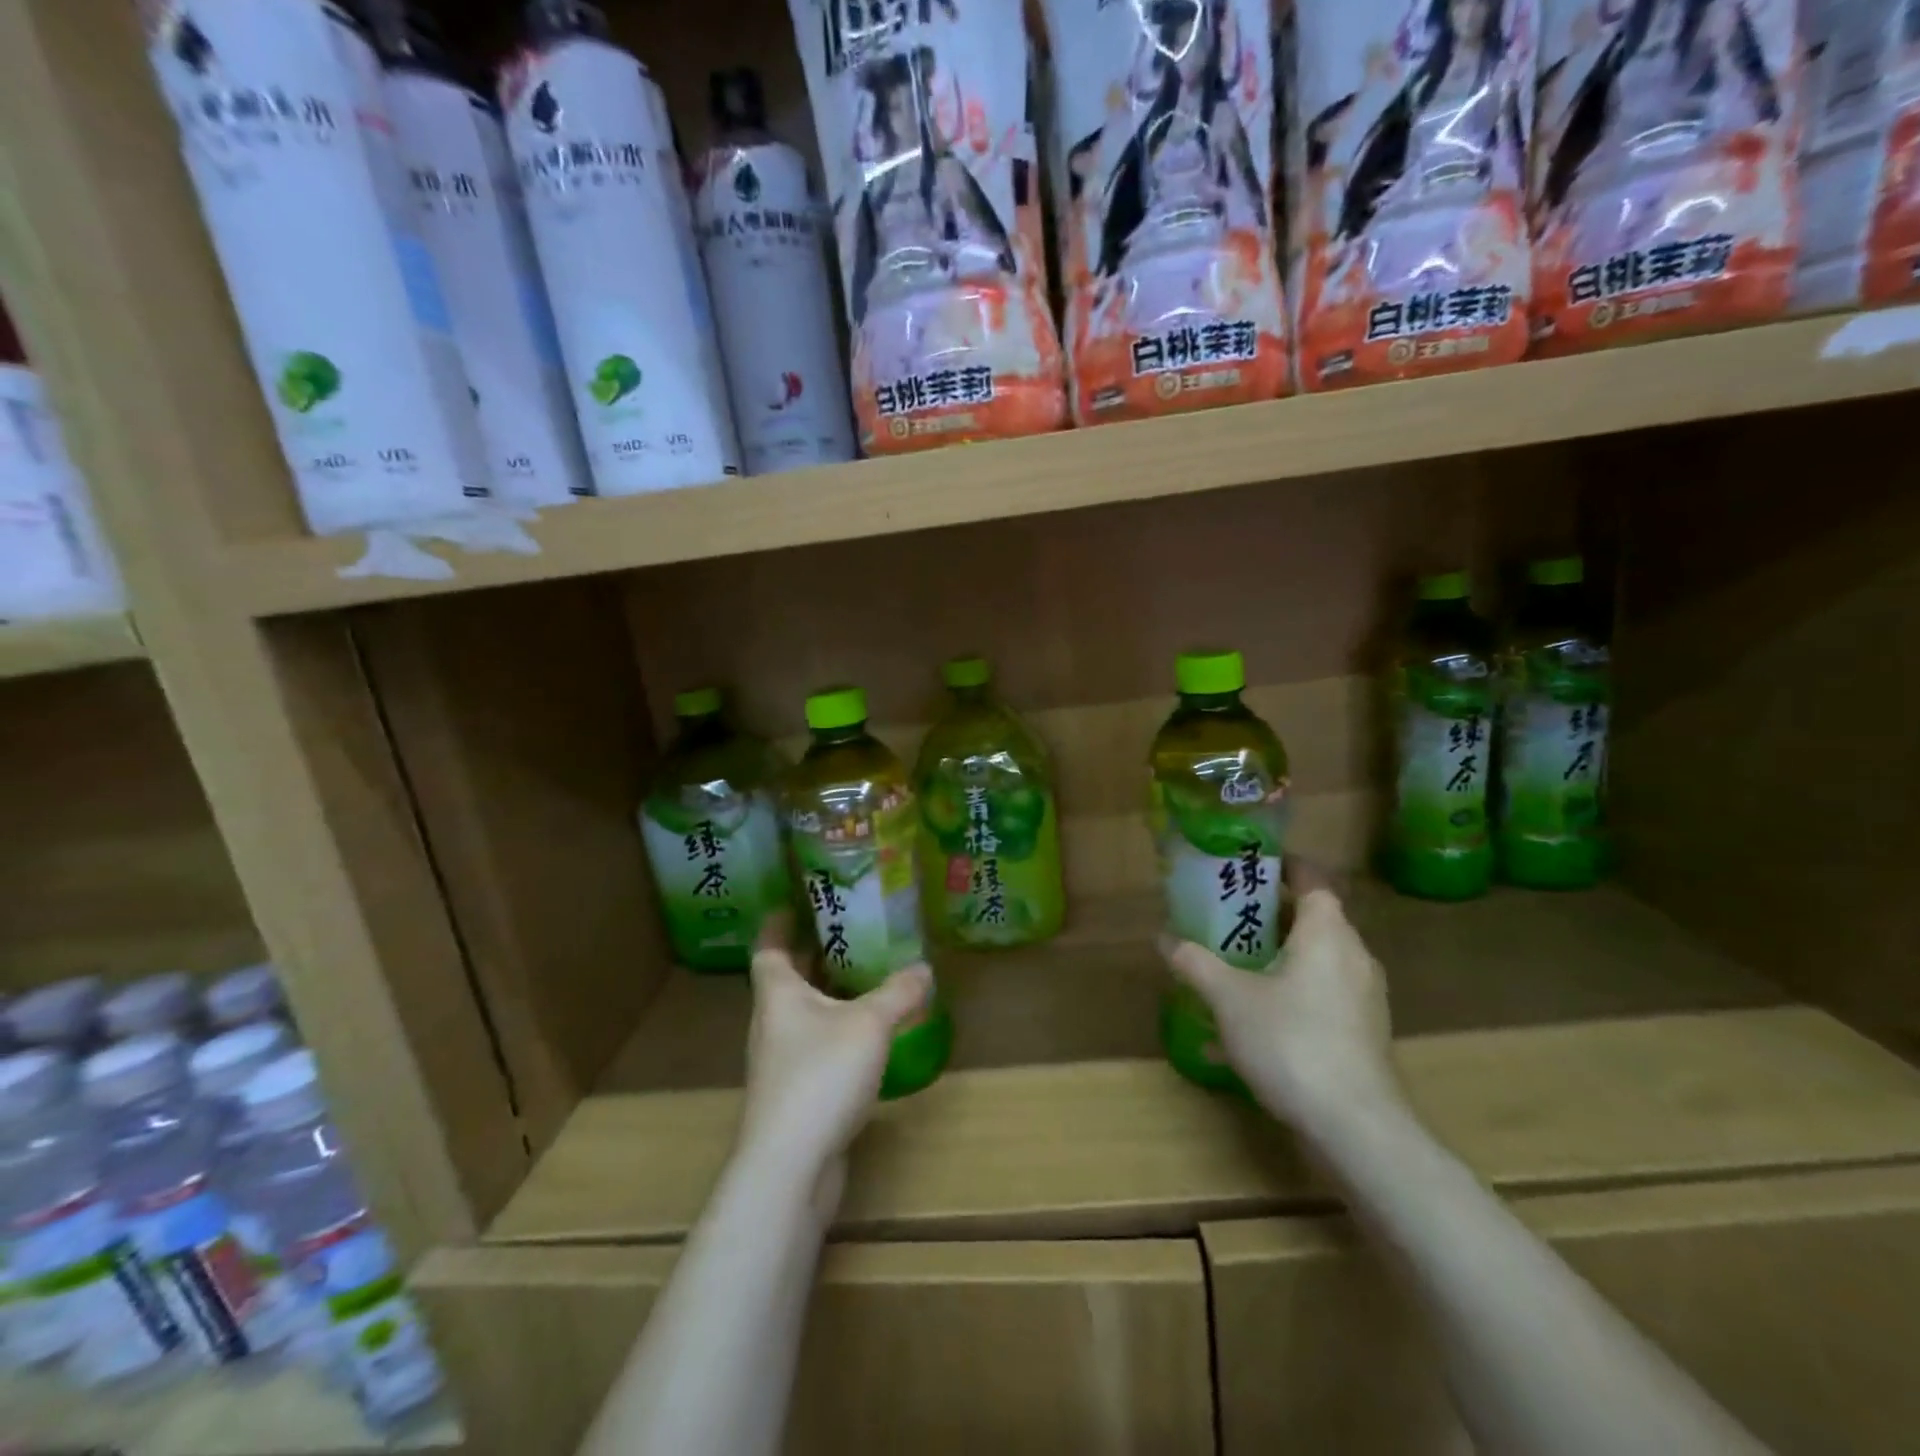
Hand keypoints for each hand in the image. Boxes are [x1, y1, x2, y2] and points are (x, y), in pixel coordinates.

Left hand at [738, 913, 931, 1197]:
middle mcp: (772, 1024)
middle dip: (812, 957)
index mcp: (778, 994)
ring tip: (862, 980)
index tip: (794, 904)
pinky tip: (865, 1038)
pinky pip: (814, 1049)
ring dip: (826, 996)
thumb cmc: (821, 1075)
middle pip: (786, 980)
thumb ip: (899, 993)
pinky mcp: (793, 1097)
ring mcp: (779, 1063)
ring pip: (801, 1016)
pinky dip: (835, 1034)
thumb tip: (924, 967)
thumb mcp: (870, 1024)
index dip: (778, 924)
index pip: (769, 948)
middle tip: (846, 934)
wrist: (790, 1166)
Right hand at [1158, 863, 1401, 1139]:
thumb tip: (1165, 938)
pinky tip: (1256, 1020)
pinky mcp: (1364, 1034)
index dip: (1284, 867)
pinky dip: (1292, 993)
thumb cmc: (1291, 1042)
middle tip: (1227, 916)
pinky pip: (1323, 996)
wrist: (1356, 1128)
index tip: (1251, 867)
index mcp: (1327, 933)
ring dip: (1280, 957)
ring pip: (1318, 960)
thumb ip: (1196, 963)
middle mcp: (1354, 956)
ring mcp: (1364, 998)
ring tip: (1236, 965)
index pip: (1313, 879)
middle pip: (1314, 919)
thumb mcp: (1229, 999)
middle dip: (1270, 916)